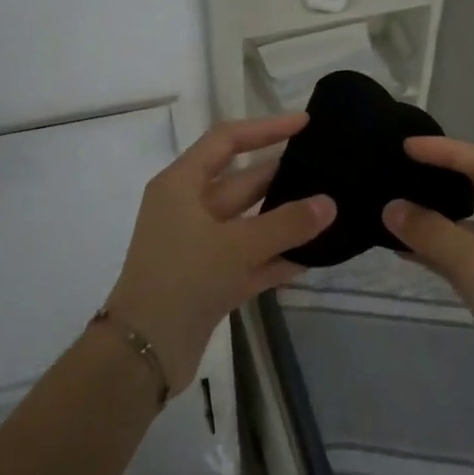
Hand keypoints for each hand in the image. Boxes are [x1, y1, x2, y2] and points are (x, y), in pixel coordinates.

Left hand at [106, 112, 335, 392]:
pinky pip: (250, 259)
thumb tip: (329, 203)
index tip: (305, 124)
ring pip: (249, 222)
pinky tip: (313, 257)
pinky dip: (276, 257)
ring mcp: (199, 245)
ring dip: (284, 219)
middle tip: (328, 169)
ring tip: (329, 210)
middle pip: (241, 181)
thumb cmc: (183, 278)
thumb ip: (286, 223)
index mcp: (181, 184)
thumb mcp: (237, 245)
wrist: (144, 350)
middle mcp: (188, 208)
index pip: (226, 140)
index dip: (265, 128)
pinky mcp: (209, 279)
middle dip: (282, 175)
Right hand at [383, 137, 473, 424]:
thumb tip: (389, 207)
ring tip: (395, 200)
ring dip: (437, 215)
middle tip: (402, 166)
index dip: (450, 152)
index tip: (408, 147)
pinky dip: (437, 248)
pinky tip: (401, 246)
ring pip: (472, 226)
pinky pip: (464, 256)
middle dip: (445, 177)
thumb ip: (433, 233)